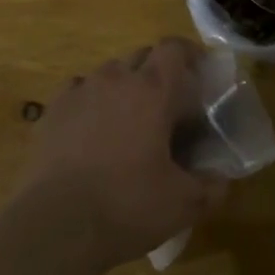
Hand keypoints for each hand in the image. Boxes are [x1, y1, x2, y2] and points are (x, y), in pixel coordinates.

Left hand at [18, 37, 227, 271]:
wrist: (55, 226)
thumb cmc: (127, 206)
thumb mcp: (184, 204)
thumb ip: (211, 187)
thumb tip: (222, 179)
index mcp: (152, 90)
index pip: (174, 48)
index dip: (189, 54)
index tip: (199, 72)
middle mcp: (115, 79)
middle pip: (142, 56)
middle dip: (158, 72)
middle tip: (169, 106)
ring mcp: (79, 92)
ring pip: (109, 73)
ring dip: (124, 87)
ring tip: (130, 120)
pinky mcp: (52, 111)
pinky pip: (78, 92)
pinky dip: (91, 102)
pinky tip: (92, 131)